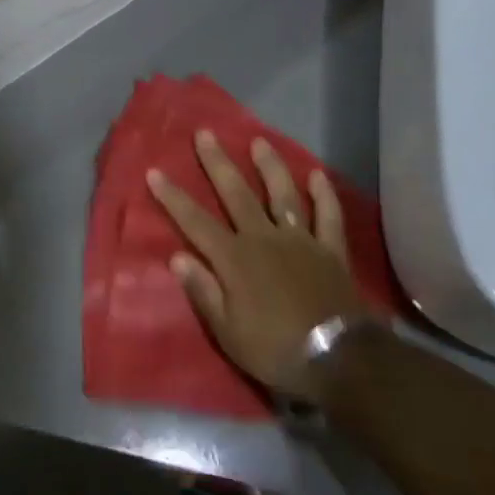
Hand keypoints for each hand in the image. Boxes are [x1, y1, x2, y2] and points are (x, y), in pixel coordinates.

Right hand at [147, 131, 374, 401]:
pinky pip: (328, 217)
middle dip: (217, 163)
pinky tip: (317, 175)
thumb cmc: (274, 349)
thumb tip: (177, 256)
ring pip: (282, 195)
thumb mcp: (227, 331)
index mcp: (234, 259)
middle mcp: (264, 239)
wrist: (339, 360)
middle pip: (236, 194)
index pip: (195, 221)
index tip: (154, 172)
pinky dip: (324, 195)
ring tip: (260, 141)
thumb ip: (203, 290)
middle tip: (205, 133)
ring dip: (270, 167)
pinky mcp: (330, 251)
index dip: (173, 197)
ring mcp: (300, 241)